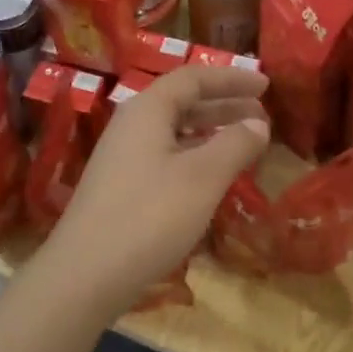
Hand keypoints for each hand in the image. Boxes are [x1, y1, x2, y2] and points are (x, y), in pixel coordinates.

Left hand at [49, 67, 269, 299]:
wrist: (86, 273)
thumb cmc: (150, 216)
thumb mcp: (202, 177)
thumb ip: (235, 144)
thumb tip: (258, 123)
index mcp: (147, 110)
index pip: (193, 78)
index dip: (232, 79)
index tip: (266, 85)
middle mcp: (131, 125)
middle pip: (183, 102)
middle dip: (225, 106)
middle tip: (263, 117)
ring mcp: (122, 157)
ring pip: (174, 132)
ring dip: (211, 133)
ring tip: (246, 144)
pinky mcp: (121, 187)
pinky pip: (165, 157)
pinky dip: (195, 157)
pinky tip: (213, 177)